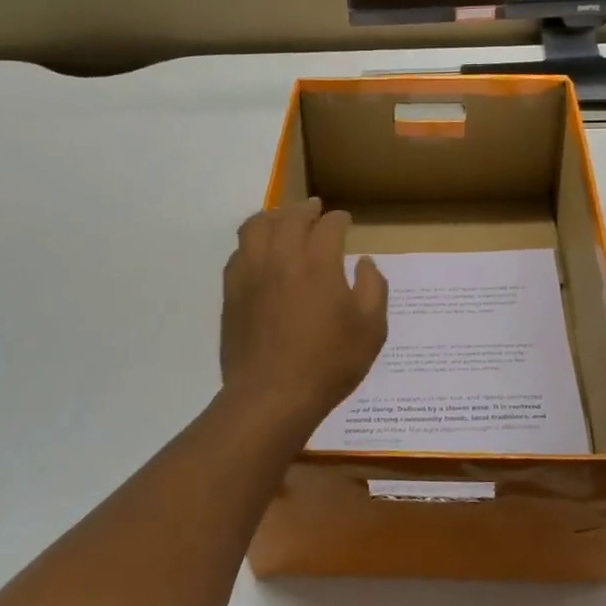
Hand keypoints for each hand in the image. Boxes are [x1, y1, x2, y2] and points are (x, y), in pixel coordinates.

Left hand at [221, 199, 388, 438]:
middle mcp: (282, 258)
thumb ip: (374, 289)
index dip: (339, 220)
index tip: (344, 221)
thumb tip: (365, 263)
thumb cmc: (329, 364)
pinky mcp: (232, 293)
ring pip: (256, 227)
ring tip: (282, 220)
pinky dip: (252, 243)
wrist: (272, 396)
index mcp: (319, 263)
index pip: (328, 226)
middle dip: (305, 209)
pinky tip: (258, 253)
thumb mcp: (371, 330)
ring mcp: (251, 274)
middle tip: (314, 209)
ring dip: (272, 217)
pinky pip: (238, 253)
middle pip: (289, 217)